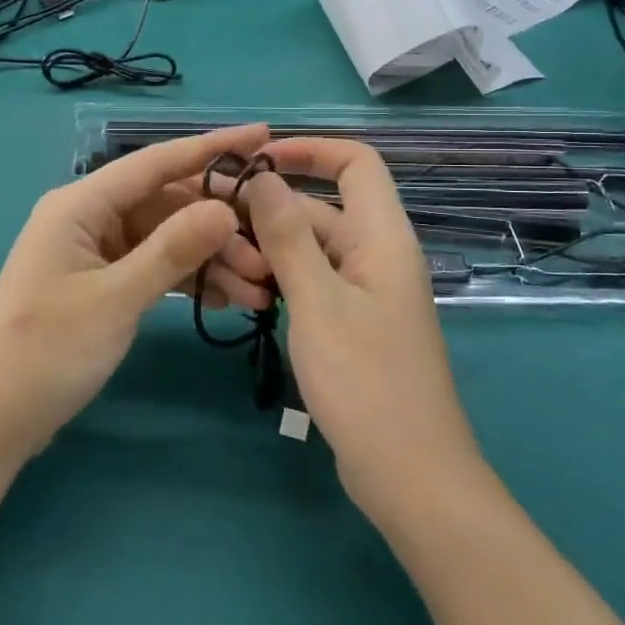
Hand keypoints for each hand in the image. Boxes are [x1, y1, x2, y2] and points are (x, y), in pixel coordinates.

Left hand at [0, 125, 275, 466]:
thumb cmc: (45, 352)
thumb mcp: (115, 299)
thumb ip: (172, 250)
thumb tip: (226, 209)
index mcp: (81, 204)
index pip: (156, 162)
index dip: (212, 148)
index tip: (263, 136)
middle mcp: (89, 218)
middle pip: (168, 203)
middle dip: (220, 226)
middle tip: (269, 253)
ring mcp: (95, 252)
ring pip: (166, 239)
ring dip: (211, 259)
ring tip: (258, 289)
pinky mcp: (101, 285)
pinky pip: (154, 268)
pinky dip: (188, 280)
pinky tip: (227, 299)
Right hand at [242, 138, 483, 521]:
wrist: (408, 474)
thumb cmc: (365, 380)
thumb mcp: (317, 301)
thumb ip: (287, 234)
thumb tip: (262, 176)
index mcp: (383, 237)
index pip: (356, 163)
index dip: (310, 150)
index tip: (256, 162)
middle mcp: (378, 255)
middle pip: (323, 208)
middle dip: (273, 212)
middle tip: (216, 230)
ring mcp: (366, 292)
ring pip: (312, 249)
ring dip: (272, 251)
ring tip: (228, 271)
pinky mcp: (353, 324)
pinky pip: (313, 283)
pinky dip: (282, 282)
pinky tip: (247, 298)